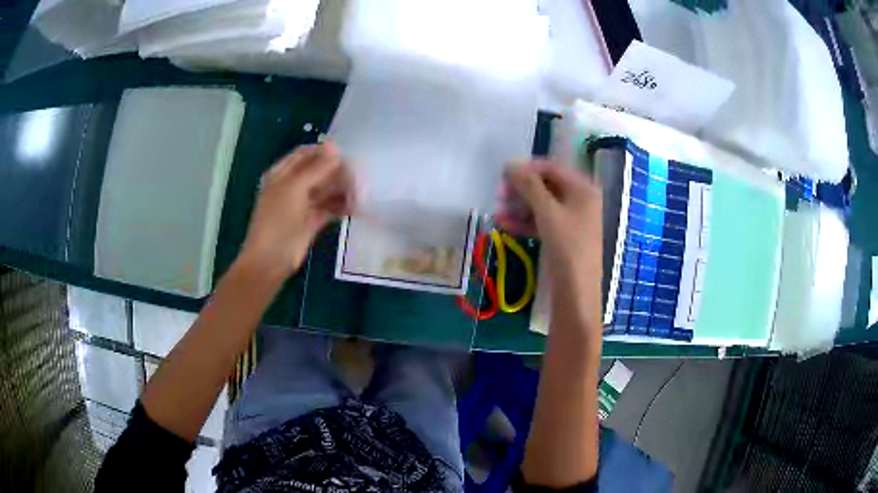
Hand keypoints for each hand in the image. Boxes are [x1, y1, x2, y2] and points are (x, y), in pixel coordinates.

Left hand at [238, 142, 353, 279]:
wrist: (270, 260)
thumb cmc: (277, 220)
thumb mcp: (294, 189)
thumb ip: (316, 168)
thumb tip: (336, 149)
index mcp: (281, 174)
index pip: (304, 154)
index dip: (323, 151)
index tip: (346, 153)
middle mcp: (292, 186)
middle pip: (317, 171)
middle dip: (337, 171)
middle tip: (358, 174)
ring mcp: (302, 204)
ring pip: (325, 190)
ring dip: (342, 189)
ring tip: (361, 191)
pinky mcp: (312, 221)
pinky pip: (329, 208)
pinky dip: (341, 206)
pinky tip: (356, 207)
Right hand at [497, 160, 601, 274]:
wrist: (577, 292)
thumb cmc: (568, 246)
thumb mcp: (547, 212)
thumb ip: (529, 186)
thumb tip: (510, 165)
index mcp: (583, 188)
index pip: (552, 167)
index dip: (527, 168)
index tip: (503, 174)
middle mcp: (580, 200)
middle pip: (546, 185)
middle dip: (521, 188)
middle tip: (499, 194)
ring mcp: (572, 219)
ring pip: (542, 204)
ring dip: (519, 205)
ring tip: (497, 211)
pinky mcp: (563, 237)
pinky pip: (542, 221)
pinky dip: (525, 221)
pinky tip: (504, 224)